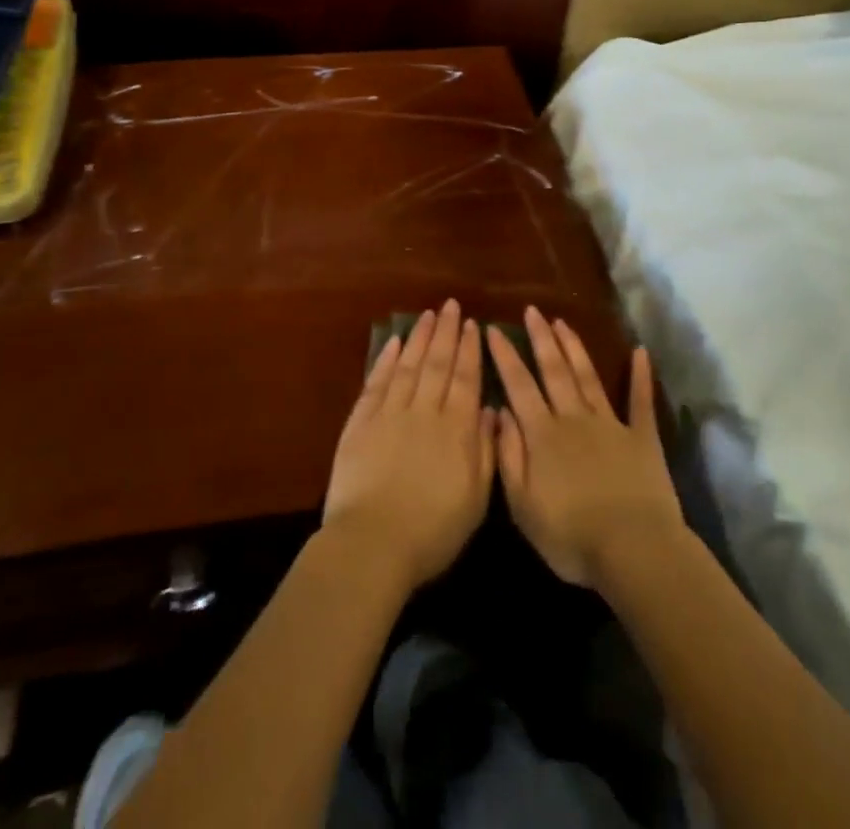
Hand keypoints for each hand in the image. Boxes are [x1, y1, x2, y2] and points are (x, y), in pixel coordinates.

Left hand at [322, 299, 495, 589]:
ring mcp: (390, 413)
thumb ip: (485, 450)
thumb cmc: (432, 531)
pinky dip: (387, 360)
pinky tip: (395, 343)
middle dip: (446, 332)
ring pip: (408, 365)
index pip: (465, 378)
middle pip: (437, 363)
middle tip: (451, 306)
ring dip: (419, 338)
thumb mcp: (476, 499)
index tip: (473, 325)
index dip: (469, 350)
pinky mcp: (361, 422)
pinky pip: (377, 382)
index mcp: (456, 428)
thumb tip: (488, 410)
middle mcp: (424, 410)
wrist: (372, 543)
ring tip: (428, 314)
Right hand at [487, 307, 686, 587]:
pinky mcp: (642, 438)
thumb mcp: (523, 506)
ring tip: (563, 322)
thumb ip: (509, 456)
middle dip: (541, 338)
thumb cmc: (571, 537)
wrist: (634, 550)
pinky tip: (640, 352)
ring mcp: (610, 424)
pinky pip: (640, 401)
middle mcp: (574, 418)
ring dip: (574, 347)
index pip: (518, 386)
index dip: (505, 356)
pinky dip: (641, 376)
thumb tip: (499, 413)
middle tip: (532, 310)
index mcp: (543, 435)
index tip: (494, 329)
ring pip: (587, 377)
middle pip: (554, 370)